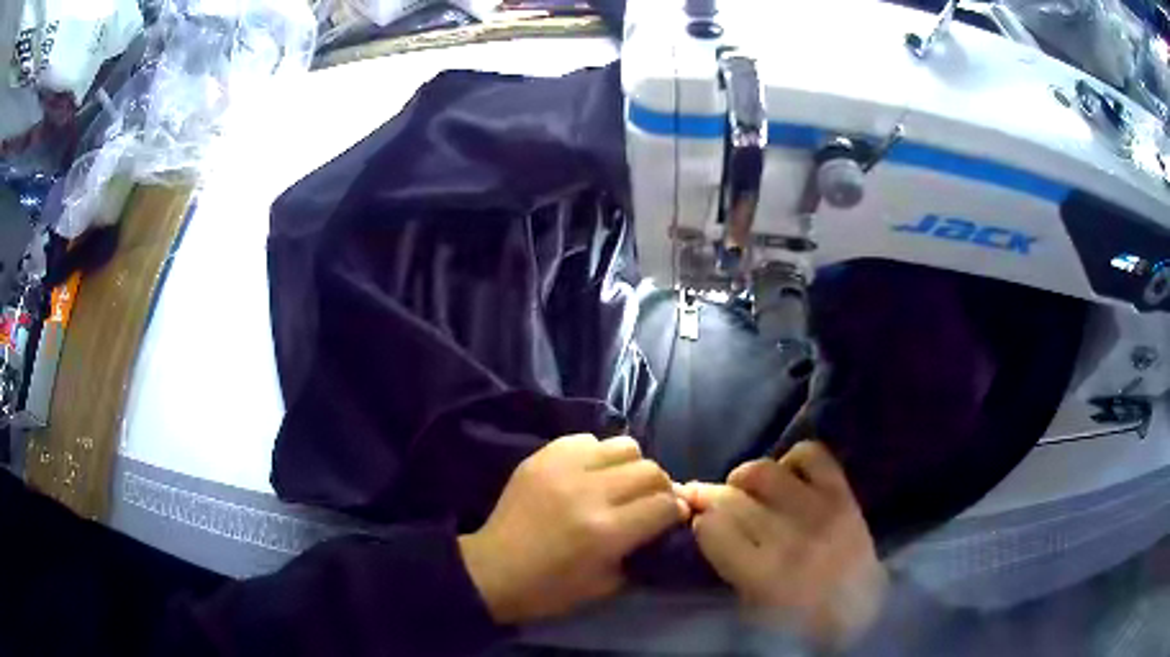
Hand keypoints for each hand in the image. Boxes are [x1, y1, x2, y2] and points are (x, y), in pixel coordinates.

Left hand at [458, 434, 687, 624]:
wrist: (493, 570)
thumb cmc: (550, 589)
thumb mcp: (607, 584)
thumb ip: (640, 550)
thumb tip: (663, 522)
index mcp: (607, 531)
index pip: (665, 505)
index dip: (676, 512)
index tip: (672, 518)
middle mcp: (590, 492)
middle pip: (650, 470)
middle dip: (659, 488)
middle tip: (649, 502)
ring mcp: (564, 468)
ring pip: (624, 446)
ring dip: (631, 467)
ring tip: (619, 484)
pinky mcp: (542, 457)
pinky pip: (586, 440)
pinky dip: (597, 455)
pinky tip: (588, 475)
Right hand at [682, 441, 887, 648]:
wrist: (859, 608)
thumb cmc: (795, 616)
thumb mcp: (750, 603)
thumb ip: (727, 560)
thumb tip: (703, 518)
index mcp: (763, 576)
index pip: (711, 528)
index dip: (702, 525)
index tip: (703, 526)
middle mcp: (790, 539)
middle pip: (731, 499)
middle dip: (713, 498)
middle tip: (713, 504)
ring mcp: (820, 510)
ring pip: (763, 471)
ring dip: (746, 478)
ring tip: (749, 491)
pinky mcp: (842, 492)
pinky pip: (809, 454)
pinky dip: (792, 460)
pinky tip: (787, 478)